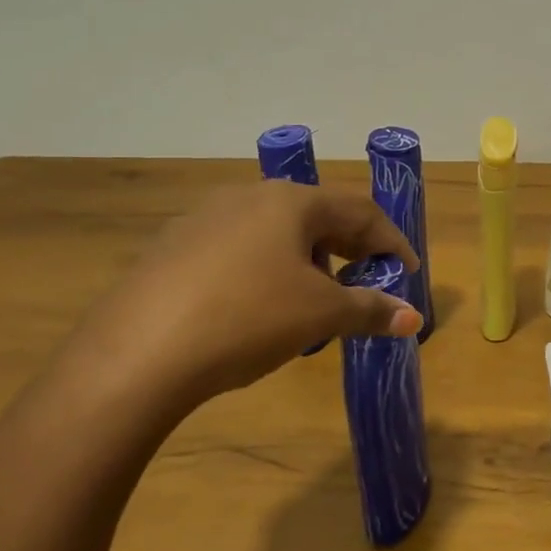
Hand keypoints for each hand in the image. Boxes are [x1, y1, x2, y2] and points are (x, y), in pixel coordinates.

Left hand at [67, 181, 420, 414]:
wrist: (137, 353)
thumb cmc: (248, 318)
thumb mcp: (320, 315)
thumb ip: (371, 310)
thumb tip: (413, 317)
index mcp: (290, 202)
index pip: (360, 212)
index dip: (391, 242)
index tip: (408, 273)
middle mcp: (248, 197)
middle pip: (317, 217)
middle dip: (350, 250)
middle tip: (369, 283)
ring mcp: (204, 219)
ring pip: (276, 233)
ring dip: (309, 261)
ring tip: (315, 300)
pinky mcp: (173, 248)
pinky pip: (239, 251)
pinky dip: (267, 271)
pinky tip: (260, 307)